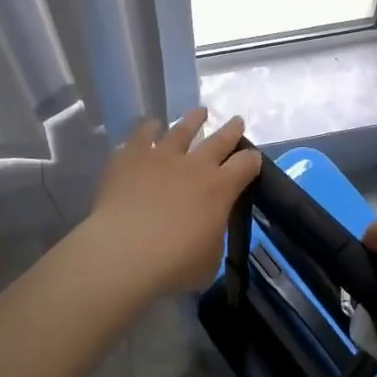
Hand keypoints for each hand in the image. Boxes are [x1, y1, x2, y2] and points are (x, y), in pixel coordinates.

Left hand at [83, 110, 262, 297]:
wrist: (124, 252)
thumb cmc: (173, 264)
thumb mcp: (209, 261)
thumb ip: (213, 238)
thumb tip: (207, 230)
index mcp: (220, 189)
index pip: (246, 165)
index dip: (252, 161)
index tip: (253, 158)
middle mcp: (195, 165)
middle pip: (219, 140)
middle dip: (231, 130)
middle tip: (236, 120)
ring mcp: (162, 156)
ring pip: (182, 130)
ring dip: (193, 120)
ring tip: (199, 112)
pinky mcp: (131, 156)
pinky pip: (143, 135)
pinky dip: (148, 128)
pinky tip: (150, 125)